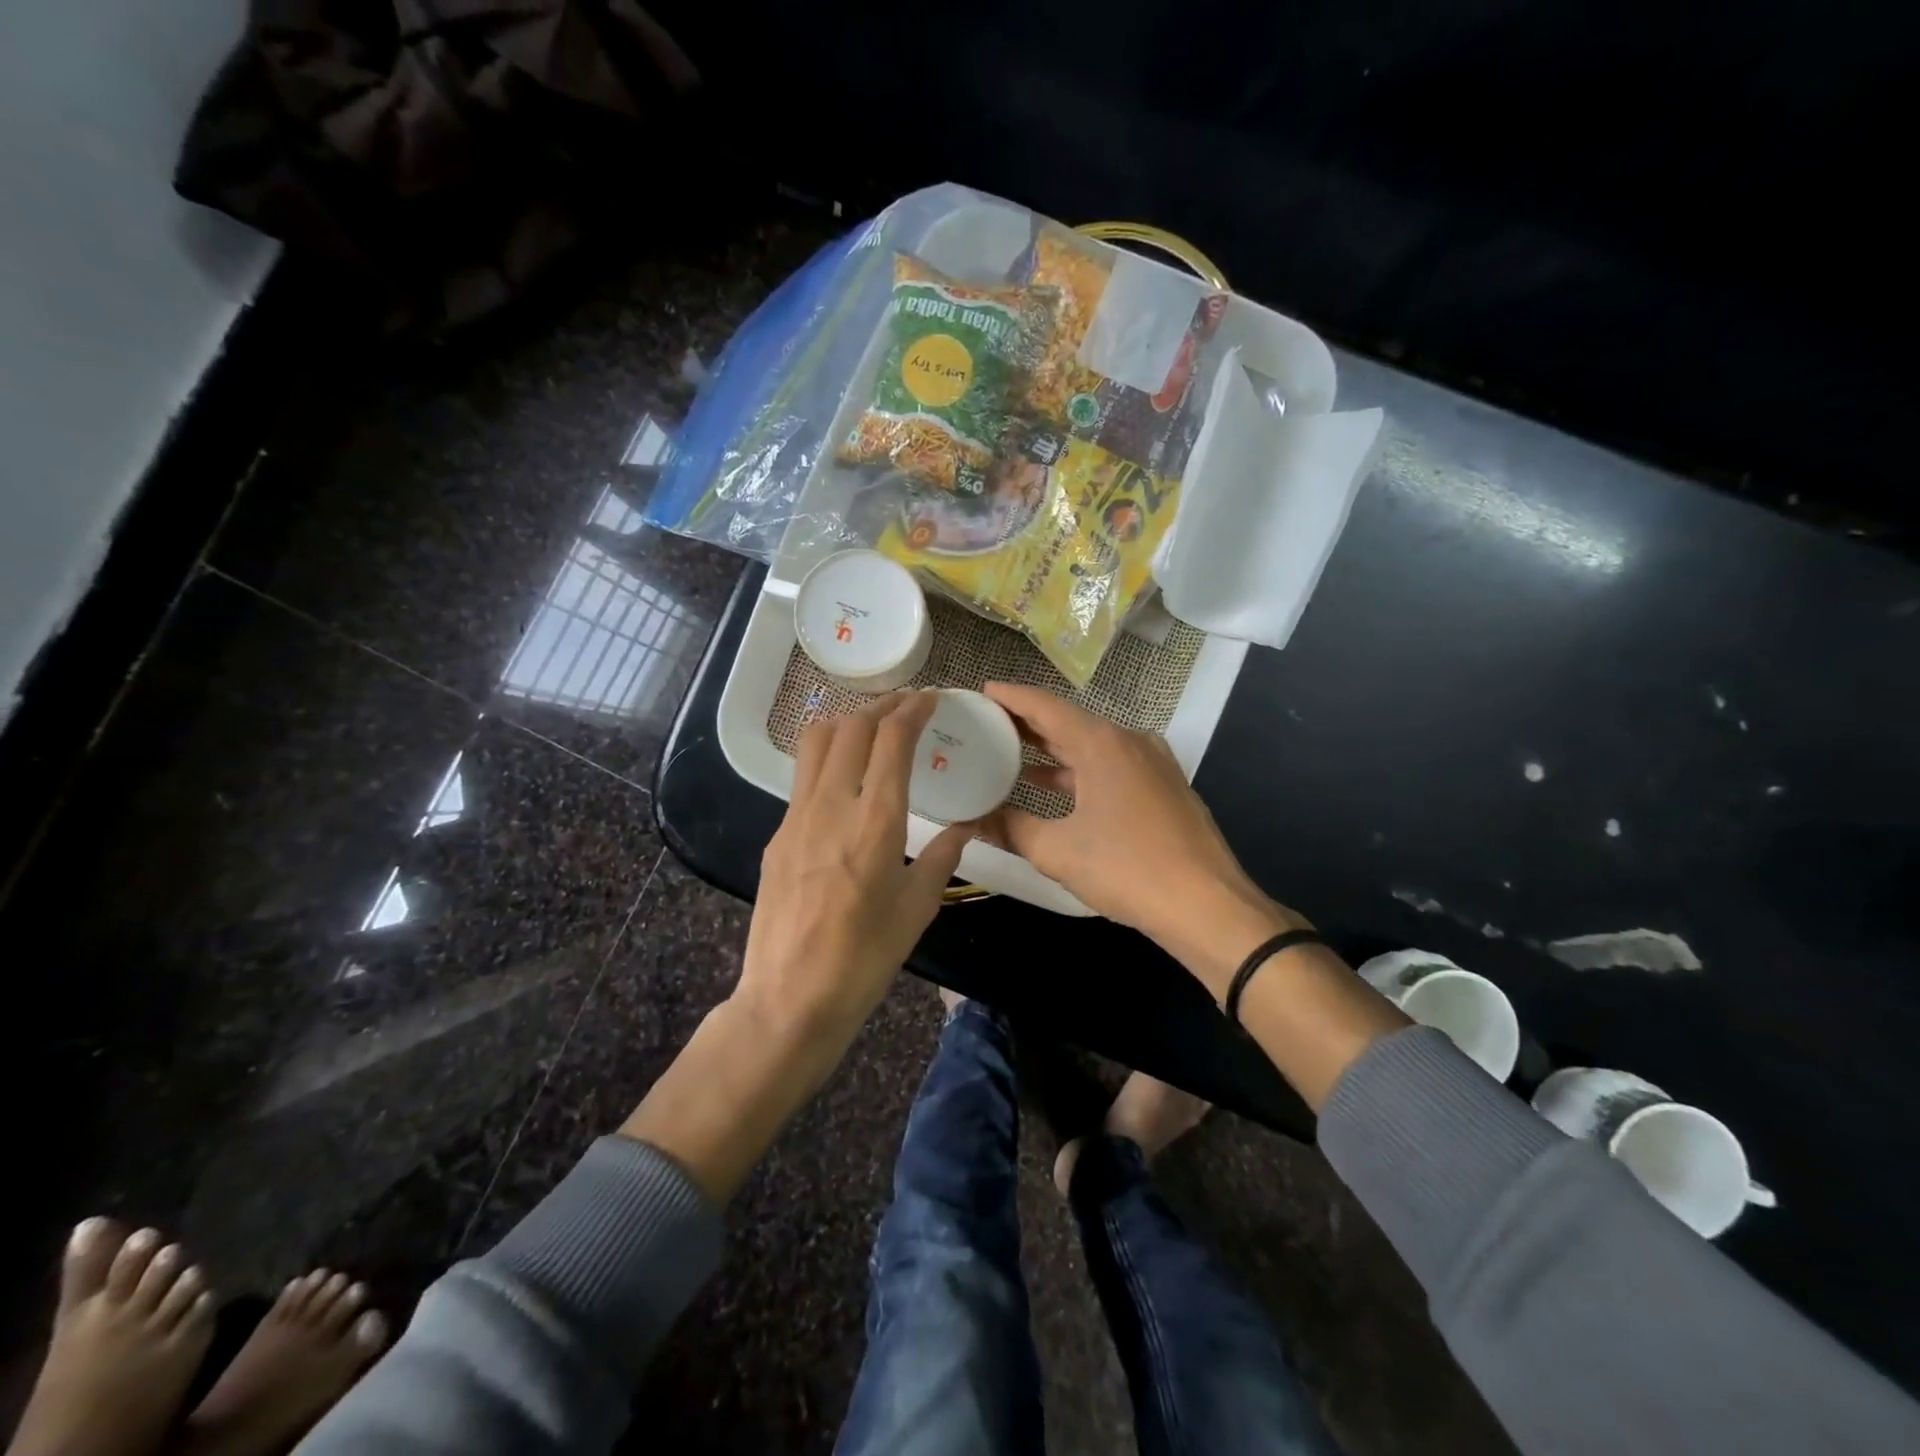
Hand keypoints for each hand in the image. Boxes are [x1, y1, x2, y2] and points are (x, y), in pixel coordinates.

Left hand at [738, 691, 974, 1050]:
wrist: (791, 997)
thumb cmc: (866, 956)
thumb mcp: (918, 908)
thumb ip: (943, 856)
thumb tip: (966, 828)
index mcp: (875, 821)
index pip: (891, 740)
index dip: (912, 710)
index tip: (931, 699)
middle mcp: (832, 805)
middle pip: (850, 726)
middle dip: (882, 706)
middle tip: (906, 706)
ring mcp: (796, 817)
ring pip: (816, 741)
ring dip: (849, 722)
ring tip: (874, 727)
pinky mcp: (778, 834)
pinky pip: (804, 776)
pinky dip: (829, 756)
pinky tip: (847, 778)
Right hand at [977, 682, 1304, 995]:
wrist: (1207, 905)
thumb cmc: (1127, 869)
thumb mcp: (1057, 851)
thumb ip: (1010, 829)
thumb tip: (972, 821)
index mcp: (1103, 744)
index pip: (1047, 707)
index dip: (1012, 697)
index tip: (983, 691)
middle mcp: (1130, 742)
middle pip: (1070, 723)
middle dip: (1028, 724)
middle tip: (988, 725)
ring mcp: (1152, 764)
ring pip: (1092, 747)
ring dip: (1054, 751)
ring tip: (1012, 755)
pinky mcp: (1164, 788)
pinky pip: (1112, 767)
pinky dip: (1079, 771)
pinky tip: (1055, 789)